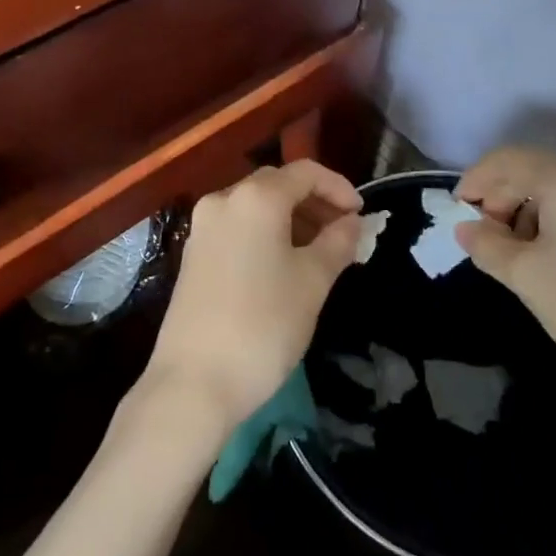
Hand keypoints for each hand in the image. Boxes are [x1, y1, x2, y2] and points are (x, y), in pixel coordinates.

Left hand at [145, 161, 363, 434]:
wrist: (194, 383)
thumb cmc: (263, 326)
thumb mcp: (312, 283)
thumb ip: (337, 243)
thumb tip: (351, 222)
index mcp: (255, 198)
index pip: (304, 172)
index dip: (338, 188)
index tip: (361, 214)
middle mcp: (223, 200)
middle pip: (277, 185)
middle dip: (314, 202)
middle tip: (344, 233)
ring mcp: (203, 227)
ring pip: (255, 207)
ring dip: (291, 219)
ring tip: (320, 252)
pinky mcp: (193, 253)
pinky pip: (238, 227)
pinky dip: (266, 233)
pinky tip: (284, 265)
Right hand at [454, 147, 555, 415]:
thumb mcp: (525, 276)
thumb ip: (487, 245)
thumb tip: (466, 229)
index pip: (506, 161)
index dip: (474, 182)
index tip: (455, 214)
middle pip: (532, 170)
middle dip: (499, 198)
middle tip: (481, 238)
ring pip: (555, 188)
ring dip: (524, 211)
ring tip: (510, 253)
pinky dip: (551, 221)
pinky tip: (544, 257)